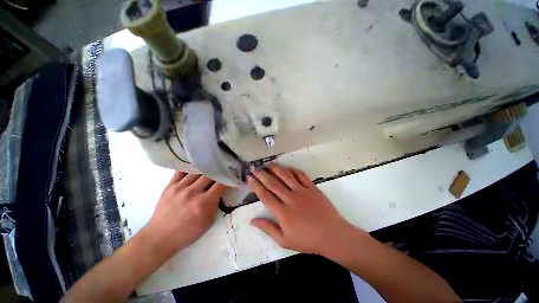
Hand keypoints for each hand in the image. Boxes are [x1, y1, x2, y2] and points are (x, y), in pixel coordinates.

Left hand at [144, 172, 227, 259]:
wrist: (160, 237)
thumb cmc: (188, 232)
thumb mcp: (209, 222)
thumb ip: (216, 204)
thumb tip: (219, 191)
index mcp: (205, 202)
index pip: (221, 184)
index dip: (228, 179)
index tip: (231, 176)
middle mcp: (193, 192)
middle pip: (210, 175)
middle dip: (217, 172)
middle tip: (221, 170)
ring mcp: (180, 188)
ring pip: (197, 171)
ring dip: (205, 170)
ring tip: (209, 167)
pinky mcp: (169, 186)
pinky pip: (181, 171)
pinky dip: (189, 168)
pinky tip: (194, 167)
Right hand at [247, 164, 367, 257]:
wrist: (332, 235)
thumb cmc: (307, 240)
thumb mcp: (284, 240)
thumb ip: (268, 228)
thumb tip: (252, 220)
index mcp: (282, 212)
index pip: (265, 195)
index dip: (255, 185)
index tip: (249, 178)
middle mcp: (290, 198)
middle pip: (273, 183)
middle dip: (261, 174)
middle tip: (254, 168)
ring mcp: (302, 191)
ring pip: (286, 175)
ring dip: (275, 168)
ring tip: (268, 164)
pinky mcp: (312, 187)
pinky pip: (301, 175)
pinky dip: (293, 170)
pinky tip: (287, 167)